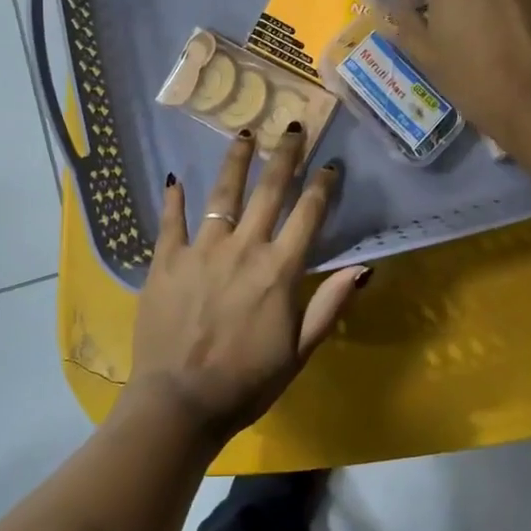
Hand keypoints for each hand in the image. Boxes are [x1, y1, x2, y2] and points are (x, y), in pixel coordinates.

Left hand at [126, 126, 367, 445]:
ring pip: (222, 195)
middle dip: (285, 156)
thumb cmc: (247, 383)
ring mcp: (201, 250)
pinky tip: (175, 177)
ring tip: (244, 133)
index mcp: (279, 270)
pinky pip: (171, 220)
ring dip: (236, 161)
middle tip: (293, 127)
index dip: (322, 186)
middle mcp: (243, 249)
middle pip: (269, 191)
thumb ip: (330, 305)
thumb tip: (364, 268)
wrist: (179, 402)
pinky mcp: (166, 260)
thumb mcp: (300, 352)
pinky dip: (174, 198)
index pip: (308, 215)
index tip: (331, 164)